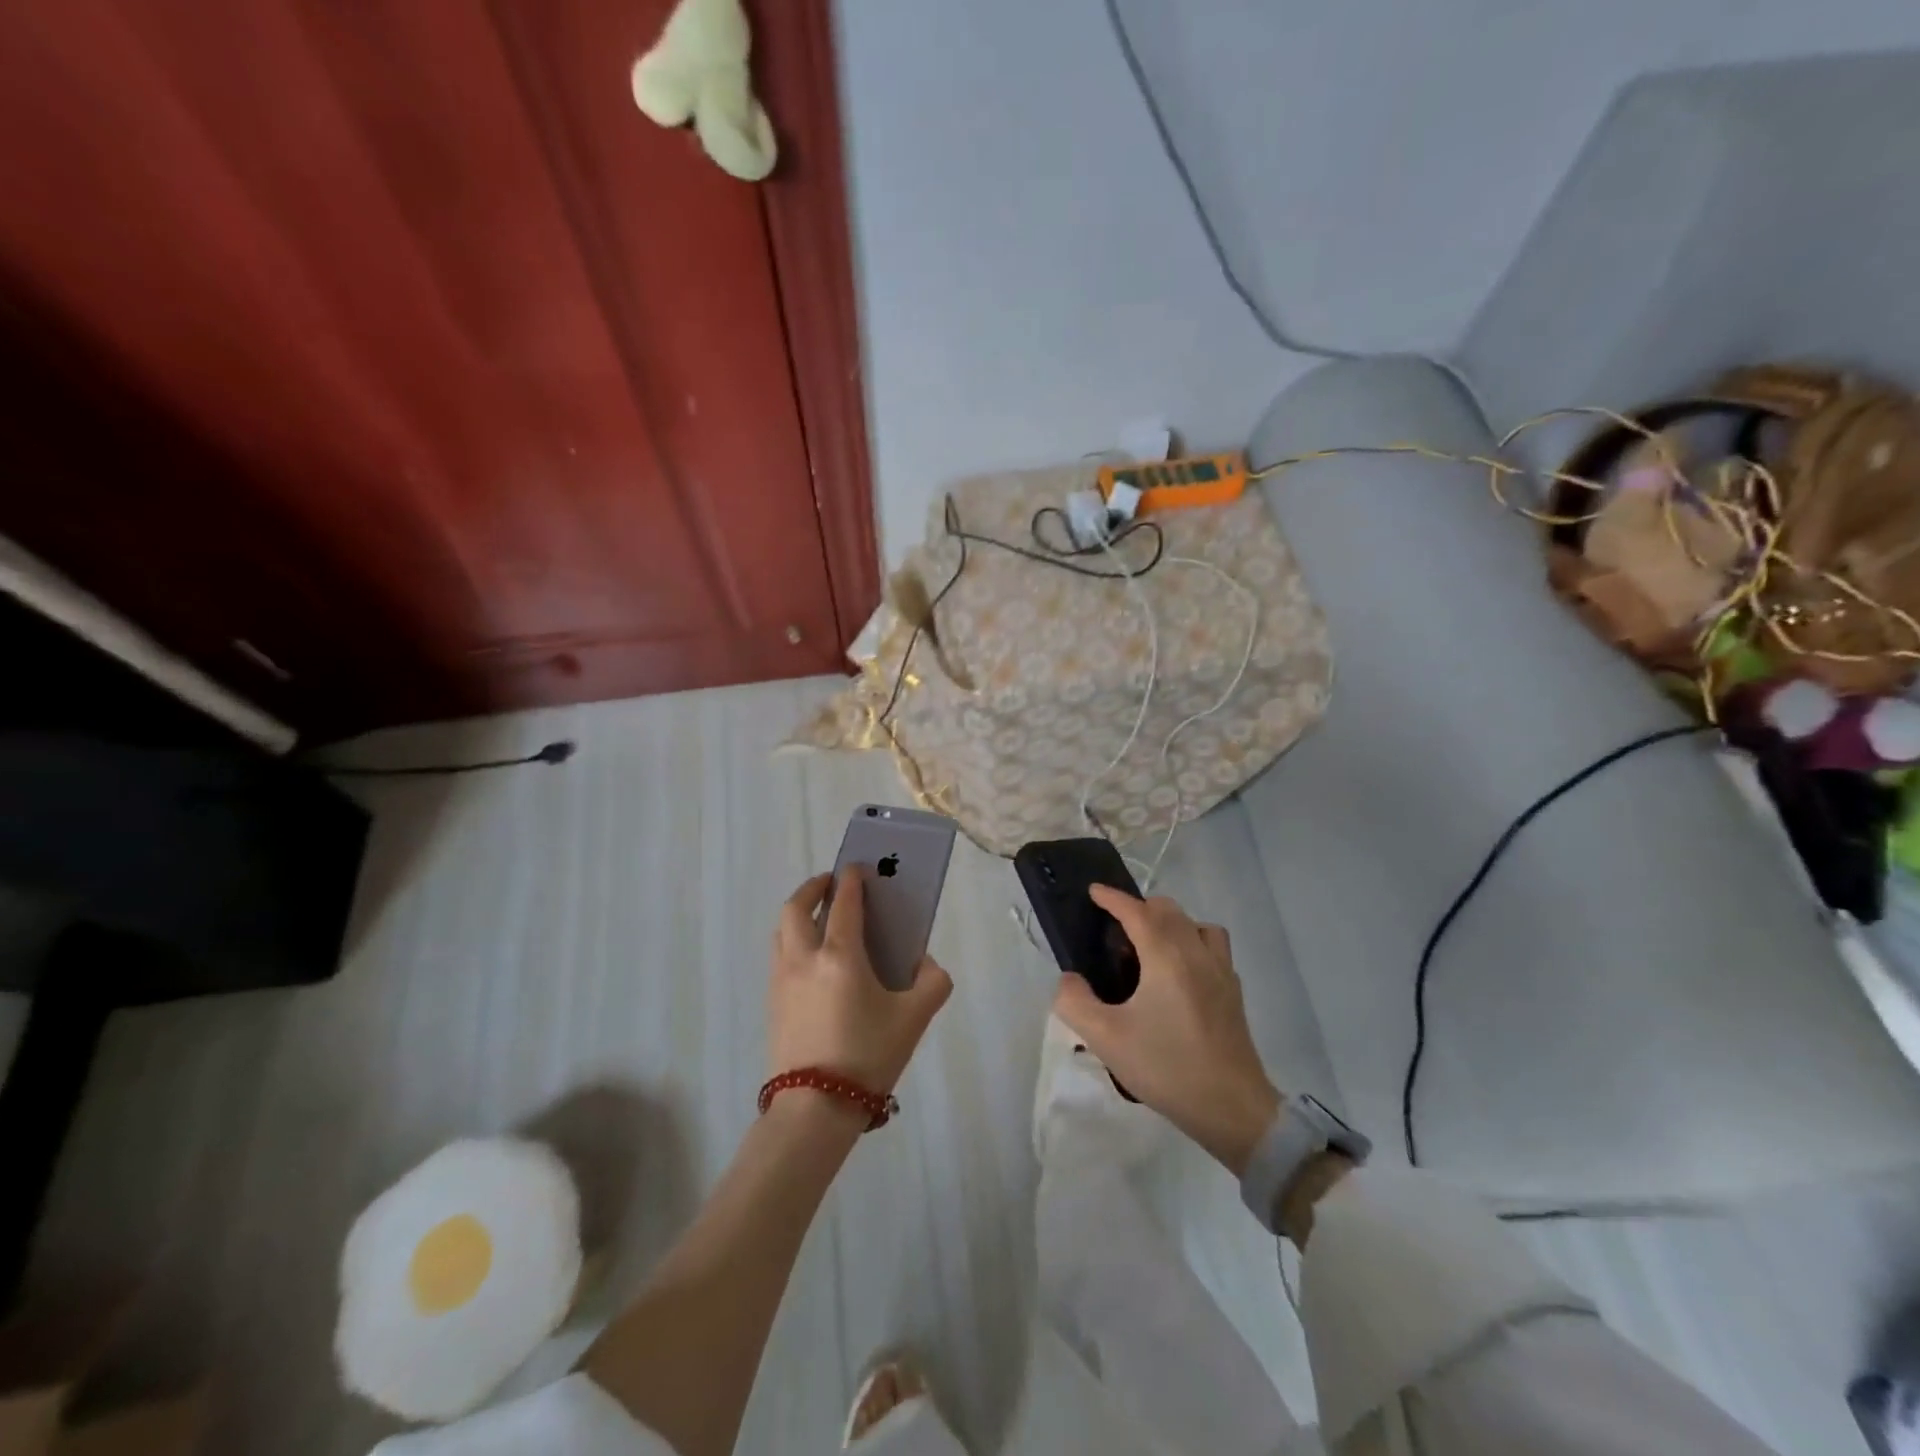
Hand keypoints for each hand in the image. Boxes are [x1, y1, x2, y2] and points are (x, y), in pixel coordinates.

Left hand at [769, 870, 952, 1099]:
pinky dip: (792, 940)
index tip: (858, 868)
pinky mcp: (772, 1002)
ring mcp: (782, 980)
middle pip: (797, 907)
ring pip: (782, 930)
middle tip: (832, 885)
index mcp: (840, 955)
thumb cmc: (868, 1056)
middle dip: (814, 888)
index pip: (843, 903)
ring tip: (820, 918)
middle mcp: (804, 958)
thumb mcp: (915, 1019)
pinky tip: (811, 960)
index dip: (851, 880)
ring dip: (799, 913)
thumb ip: (932, 983)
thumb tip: (925, 964)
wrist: (815, 1109)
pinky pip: (778, 955)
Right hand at [1054, 886, 1280, 1175]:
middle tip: (1115, 932)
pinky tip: (1180, 974)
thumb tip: (1068, 979)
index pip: (1137, 911)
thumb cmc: (1166, 1067)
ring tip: (1151, 948)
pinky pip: (1213, 948)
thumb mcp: (1106, 1038)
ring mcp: (1221, 972)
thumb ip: (1075, 1002)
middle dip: (1140, 909)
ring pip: (1197, 925)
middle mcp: (1197, 953)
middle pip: (1169, 910)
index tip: (1093, 891)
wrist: (1231, 1108)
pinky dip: (1193, 944)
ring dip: (1172, 924)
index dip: (1112, 898)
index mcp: (1167, 956)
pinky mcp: (1233, 993)